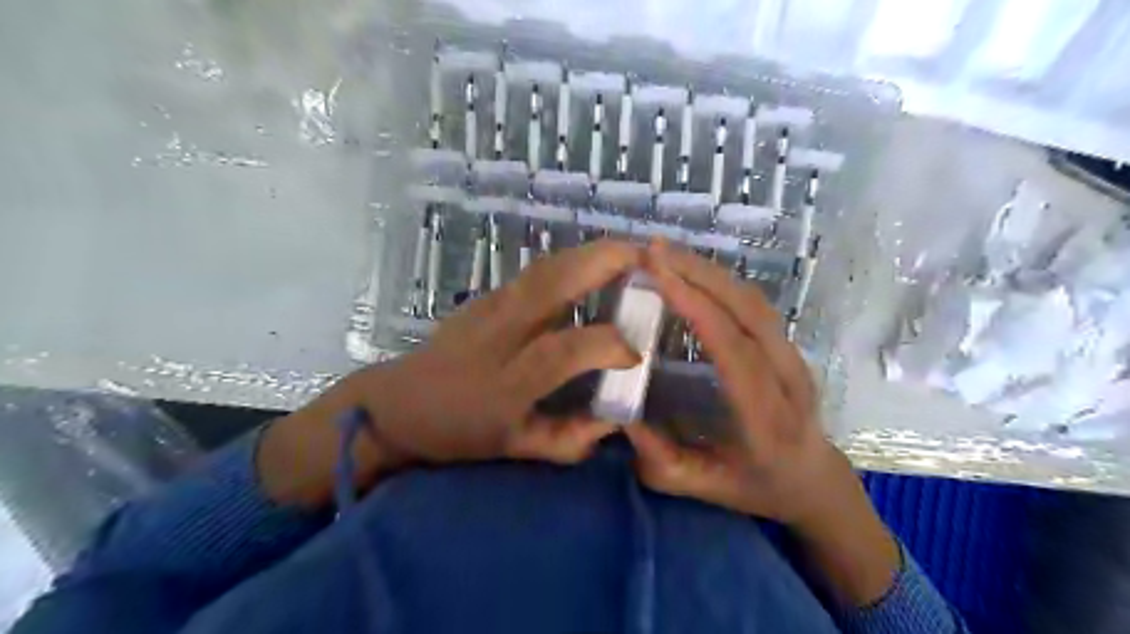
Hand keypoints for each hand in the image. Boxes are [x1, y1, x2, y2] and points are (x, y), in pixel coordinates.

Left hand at [257, 239, 638, 507]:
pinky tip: (594, 264)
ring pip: (545, 269)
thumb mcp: (513, 449)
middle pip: (552, 285)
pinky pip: (536, 273)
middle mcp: (499, 333)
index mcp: (506, 380)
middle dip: (603, 263)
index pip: (563, 350)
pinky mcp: (485, 296)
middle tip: (648, 259)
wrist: (398, 403)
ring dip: (590, 253)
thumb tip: (615, 422)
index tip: (636, 353)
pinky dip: (571, 262)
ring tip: (631, 253)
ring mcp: (489, 307)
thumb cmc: (458, 431)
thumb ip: (567, 440)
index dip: (606, 345)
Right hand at [626, 241, 857, 526]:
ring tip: (666, 253)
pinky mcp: (787, 346)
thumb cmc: (756, 485)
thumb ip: (662, 462)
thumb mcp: (704, 487)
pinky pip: (754, 304)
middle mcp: (788, 378)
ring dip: (709, 271)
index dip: (697, 306)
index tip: (657, 274)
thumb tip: (621, 418)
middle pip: (749, 311)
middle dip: (699, 273)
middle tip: (652, 250)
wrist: (813, 480)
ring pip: (754, 301)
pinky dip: (720, 281)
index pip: (734, 349)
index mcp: (768, 418)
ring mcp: (793, 357)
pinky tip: (691, 271)